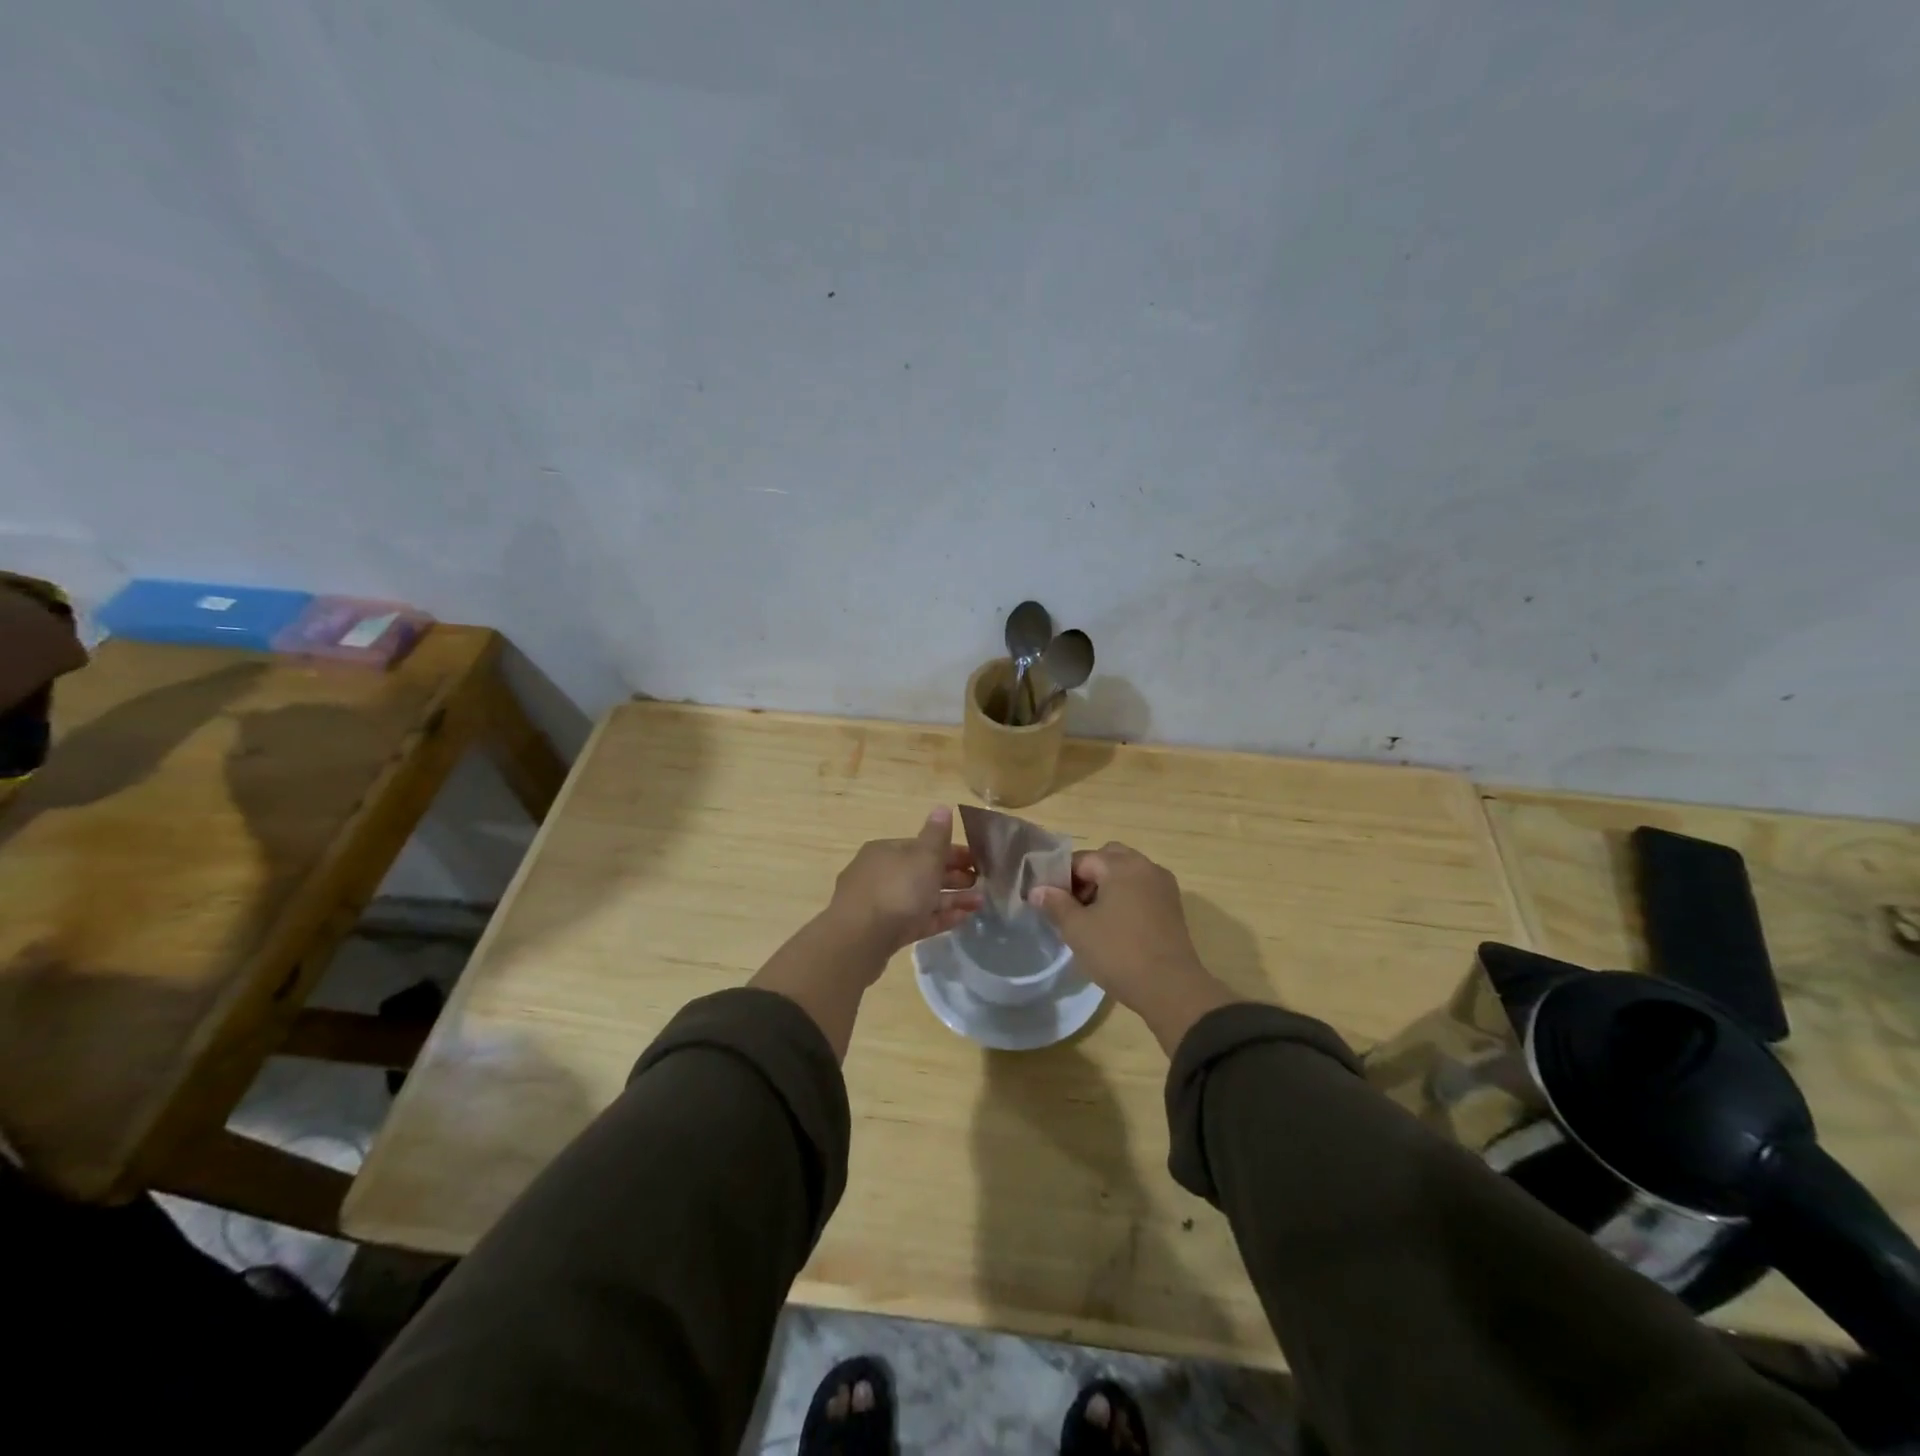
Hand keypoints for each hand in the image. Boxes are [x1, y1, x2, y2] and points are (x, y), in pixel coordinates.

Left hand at [827, 806, 981, 959]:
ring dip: (951, 899)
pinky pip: (916, 920)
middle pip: (922, 872)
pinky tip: (962, 920)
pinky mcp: (883, 931)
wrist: (860, 940)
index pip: (922, 846)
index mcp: (886, 850)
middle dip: (953, 877)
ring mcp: (880, 904)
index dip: (951, 851)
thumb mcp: (923, 857)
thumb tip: (943, 807)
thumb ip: (937, 835)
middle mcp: (880, 874)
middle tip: (980, 883)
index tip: (976, 861)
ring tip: (980, 904)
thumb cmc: (896, 889)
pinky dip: (938, 917)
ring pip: (921, 897)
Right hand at [1028, 842, 1236, 1053]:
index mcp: (1121, 865)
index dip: (1062, 878)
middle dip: (1087, 876)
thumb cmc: (1118, 952)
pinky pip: (1142, 889)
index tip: (1051, 901)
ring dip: (1107, 886)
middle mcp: (1146, 866)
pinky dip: (1126, 897)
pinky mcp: (1173, 906)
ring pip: (1127, 873)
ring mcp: (1163, 886)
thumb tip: (1037, 890)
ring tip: (1093, 918)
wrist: (1171, 988)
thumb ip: (1055, 904)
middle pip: (1108, 859)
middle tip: (1073, 905)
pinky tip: (1116, 926)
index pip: (1082, 859)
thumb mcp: (1077, 929)